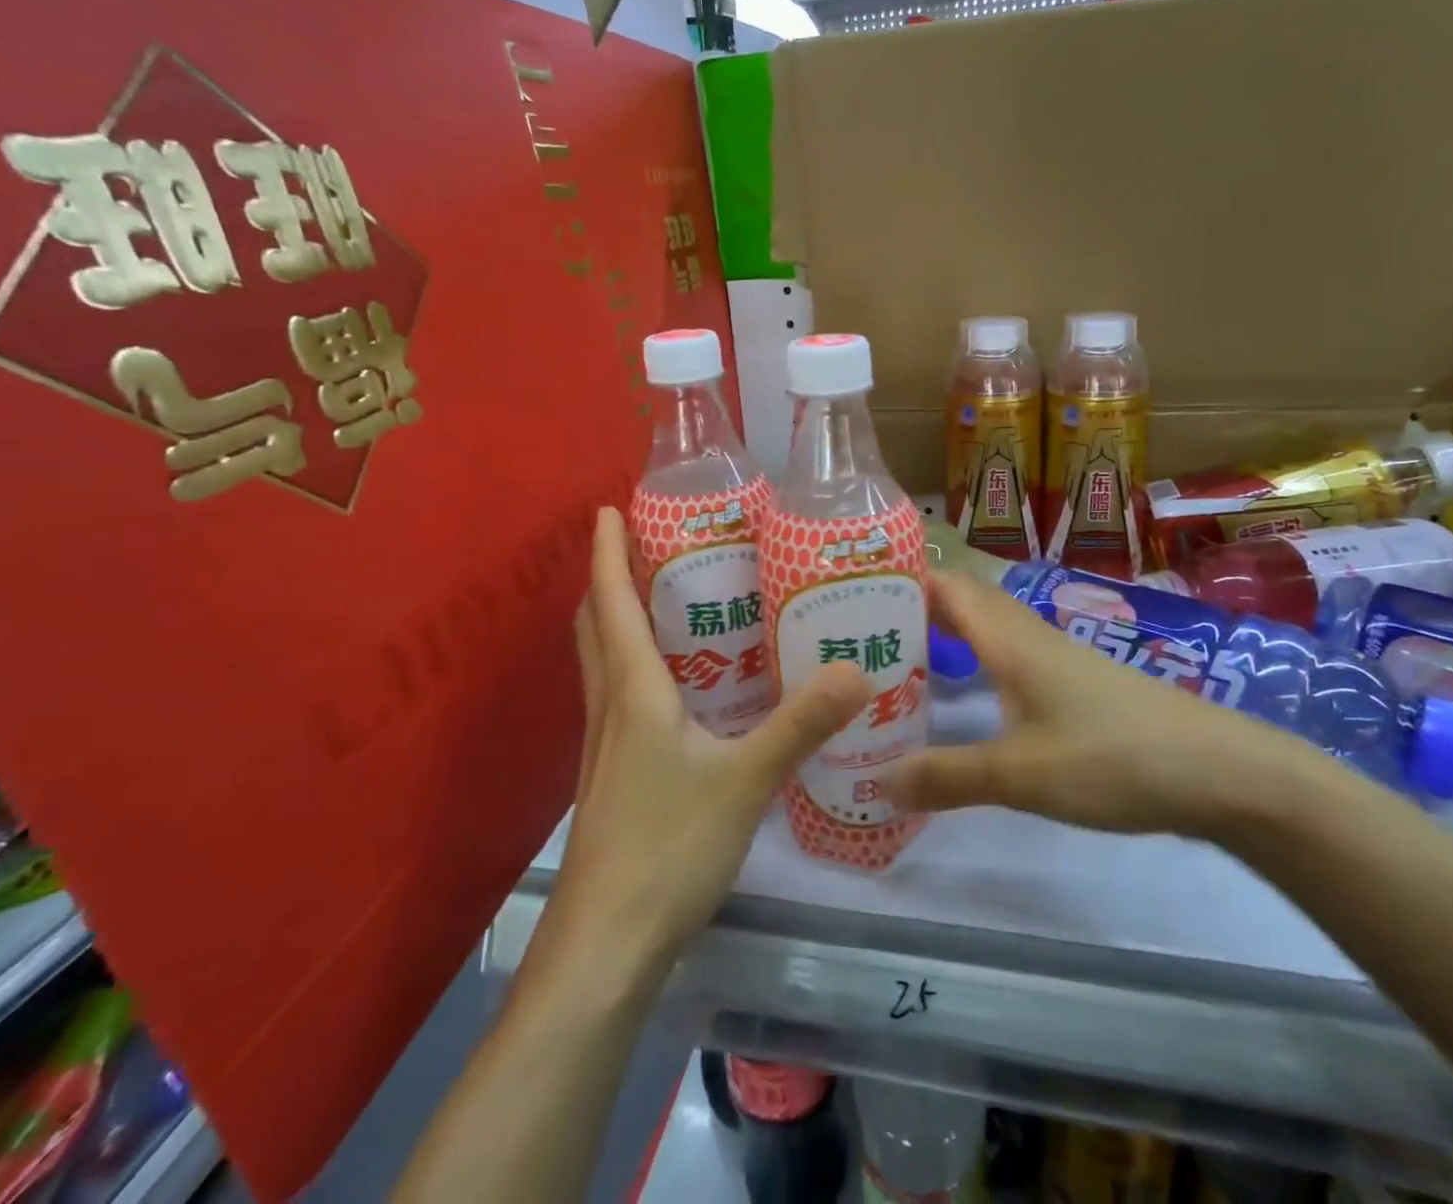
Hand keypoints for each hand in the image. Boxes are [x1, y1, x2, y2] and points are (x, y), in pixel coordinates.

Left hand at [554, 508, 869, 964]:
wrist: (606, 944)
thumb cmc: (667, 847)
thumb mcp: (745, 780)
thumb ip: (800, 725)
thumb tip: (857, 671)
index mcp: (634, 692)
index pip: (611, 603)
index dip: (604, 553)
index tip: (606, 508)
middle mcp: (610, 708)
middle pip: (595, 627)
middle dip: (607, 580)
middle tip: (642, 546)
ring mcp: (604, 747)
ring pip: (601, 664)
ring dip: (616, 622)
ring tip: (659, 600)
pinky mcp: (612, 778)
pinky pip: (617, 700)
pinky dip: (632, 669)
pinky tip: (674, 689)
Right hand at [883, 570, 1305, 839]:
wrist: (1219, 771)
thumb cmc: (1113, 757)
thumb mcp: (1021, 774)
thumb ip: (948, 777)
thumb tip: (877, 783)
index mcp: (1008, 638)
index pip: (944, 585)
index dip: (900, 579)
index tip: (850, 593)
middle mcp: (1027, 635)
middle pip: (961, 602)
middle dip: (911, 607)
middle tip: (860, 634)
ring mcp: (1054, 658)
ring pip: (986, 629)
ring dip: (942, 633)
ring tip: (897, 661)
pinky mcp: (1073, 685)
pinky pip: (1006, 656)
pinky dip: (972, 661)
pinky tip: (962, 696)